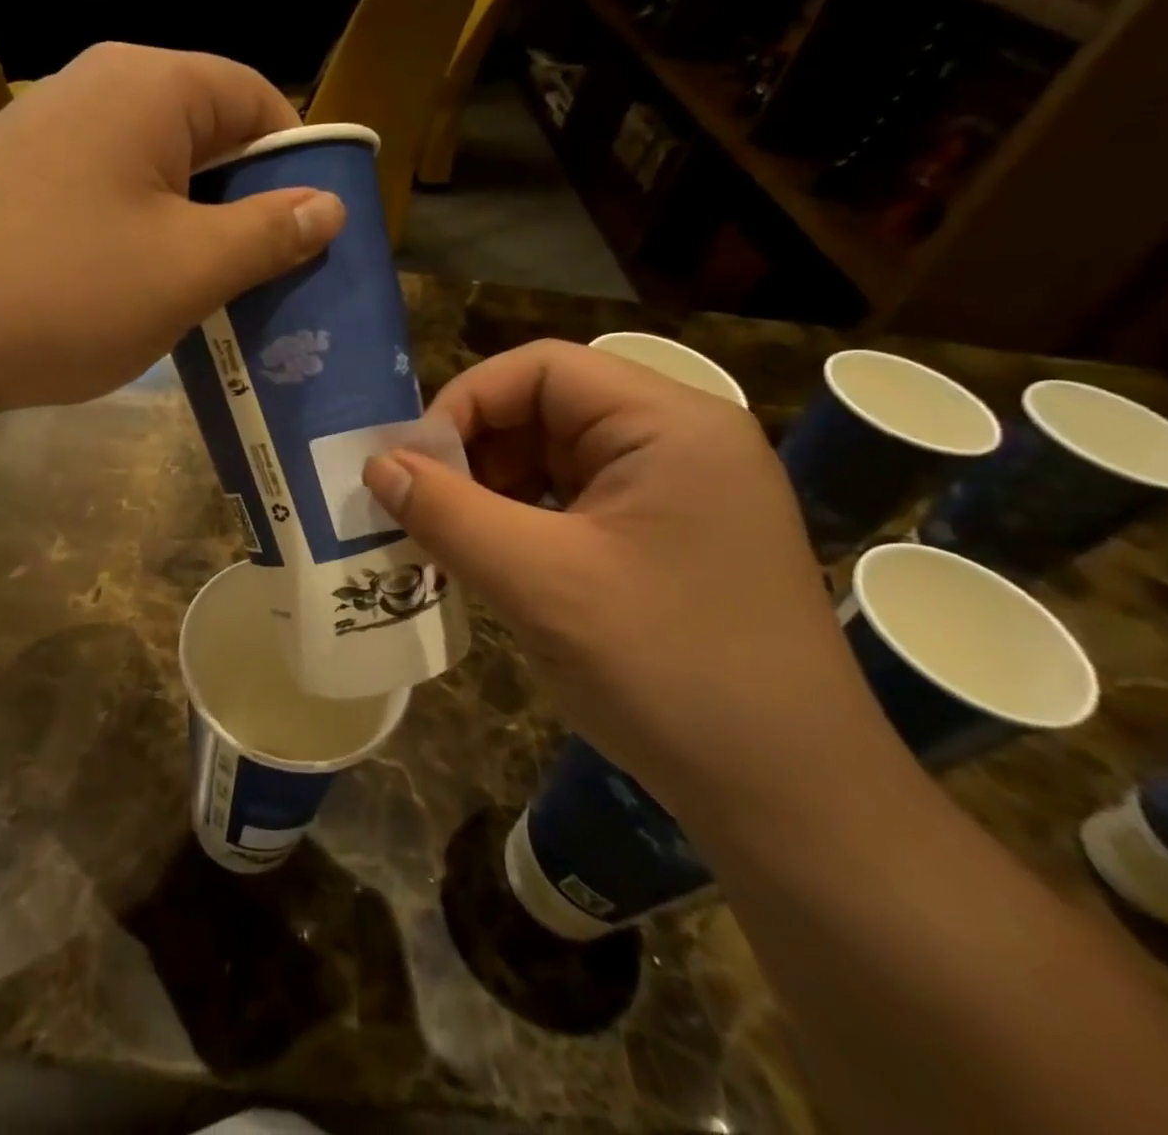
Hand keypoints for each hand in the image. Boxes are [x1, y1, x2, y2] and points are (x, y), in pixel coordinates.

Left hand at [0, 44, 343, 412]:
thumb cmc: (68, 291)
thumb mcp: (189, 270)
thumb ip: (269, 233)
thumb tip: (329, 205)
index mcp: (149, 87)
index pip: (255, 99)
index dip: (296, 161)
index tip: (310, 231)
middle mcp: (94, 88)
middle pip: (203, 133)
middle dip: (244, 203)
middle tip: (266, 275)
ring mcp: (43, 132)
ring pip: (153, 171)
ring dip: (192, 227)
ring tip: (206, 293)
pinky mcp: (12, 181)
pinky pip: (104, 196)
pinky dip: (137, 237)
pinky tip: (133, 292)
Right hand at [362, 341, 899, 824]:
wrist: (792, 799)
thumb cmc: (667, 671)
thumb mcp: (537, 583)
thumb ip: (447, 513)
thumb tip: (376, 464)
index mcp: (668, 423)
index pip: (541, 368)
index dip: (465, 403)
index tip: (413, 466)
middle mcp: (682, 440)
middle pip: (549, 408)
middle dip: (476, 452)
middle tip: (422, 508)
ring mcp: (683, 490)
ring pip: (558, 457)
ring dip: (494, 489)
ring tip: (449, 538)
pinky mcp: (673, 536)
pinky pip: (579, 502)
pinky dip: (526, 521)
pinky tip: (495, 561)